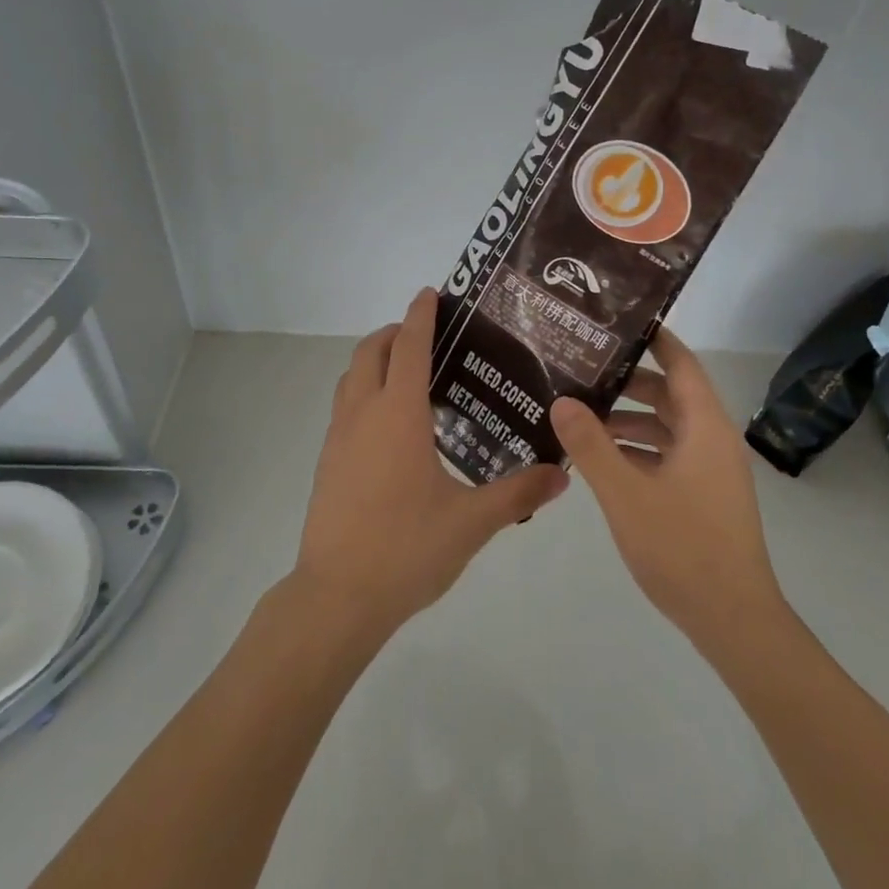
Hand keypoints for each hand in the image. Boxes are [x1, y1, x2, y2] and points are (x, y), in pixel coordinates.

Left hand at [291, 288, 569, 641]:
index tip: (431, 292)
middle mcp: (363, 414)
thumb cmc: (406, 548)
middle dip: (393, 332)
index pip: (408, 346)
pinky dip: (364, 392)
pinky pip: (344, 407)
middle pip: (370, 352)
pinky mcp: (326, 461)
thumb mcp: (471, 523)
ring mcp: (338, 437)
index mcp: (398, 414)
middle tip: (426, 335)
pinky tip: (390, 426)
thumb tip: (562, 475)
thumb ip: (517, 494)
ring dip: (374, 360)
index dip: (420, 315)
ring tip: (408, 373)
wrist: (337, 596)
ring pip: (351, 377)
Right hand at [551, 328, 788, 657]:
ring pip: (667, 427)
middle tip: (582, 366)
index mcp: (704, 427)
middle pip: (670, 393)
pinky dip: (637, 449)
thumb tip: (562, 400)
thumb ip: (590, 445)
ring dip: (628, 419)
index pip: (681, 363)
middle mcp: (712, 440)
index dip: (654, 338)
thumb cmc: (683, 548)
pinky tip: (601, 459)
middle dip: (628, 380)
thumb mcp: (625, 493)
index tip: (617, 320)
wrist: (734, 622)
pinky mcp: (704, 496)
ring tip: (581, 413)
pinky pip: (668, 454)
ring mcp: (710, 470)